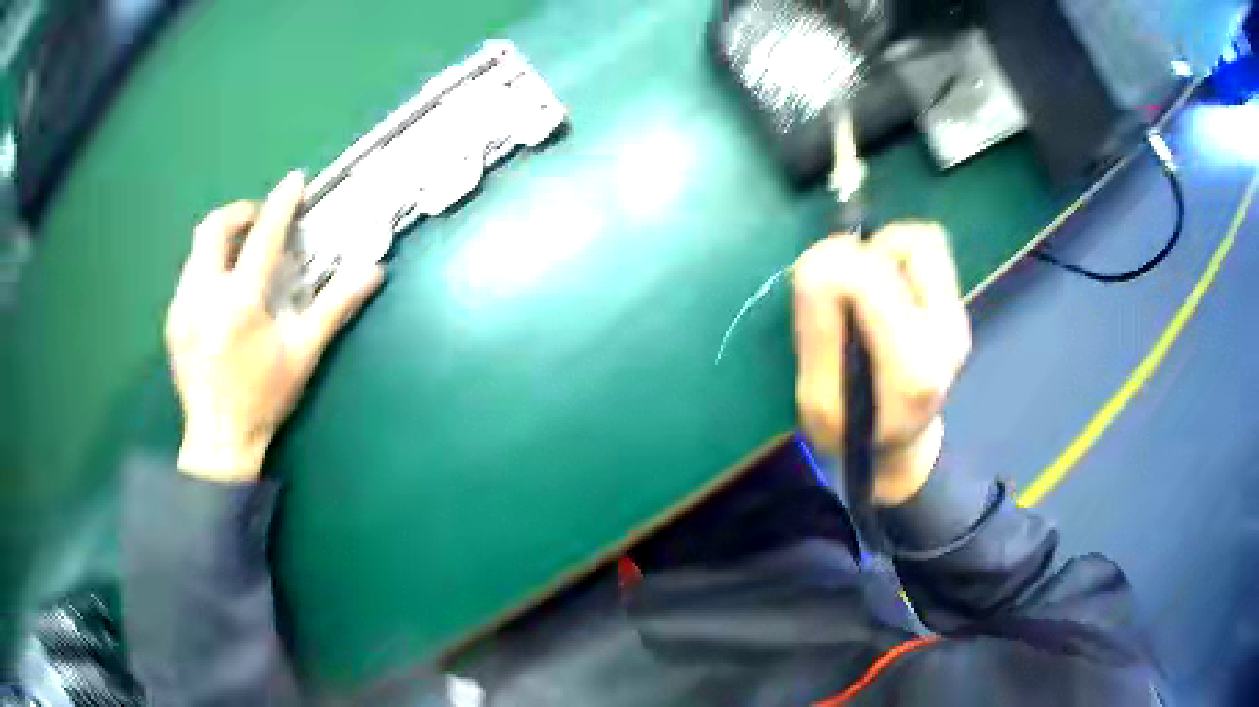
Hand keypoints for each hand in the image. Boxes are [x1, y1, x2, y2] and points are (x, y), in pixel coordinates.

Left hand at [165, 172, 384, 482]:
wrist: (219, 439)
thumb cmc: (264, 398)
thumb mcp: (303, 354)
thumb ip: (335, 307)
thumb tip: (373, 271)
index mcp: (240, 303)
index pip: (263, 237)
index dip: (281, 204)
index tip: (294, 181)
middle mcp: (205, 295)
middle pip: (214, 228)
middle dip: (240, 213)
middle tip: (260, 222)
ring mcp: (183, 307)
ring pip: (198, 249)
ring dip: (223, 240)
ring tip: (242, 257)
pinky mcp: (173, 320)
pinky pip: (189, 274)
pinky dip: (208, 266)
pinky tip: (221, 293)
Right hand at [793, 223, 970, 505]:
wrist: (902, 447)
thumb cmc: (854, 435)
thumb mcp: (818, 404)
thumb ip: (818, 334)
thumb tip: (820, 261)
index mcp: (911, 371)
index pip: (867, 280)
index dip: (827, 271)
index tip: (812, 291)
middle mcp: (945, 335)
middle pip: (901, 247)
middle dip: (854, 257)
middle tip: (838, 290)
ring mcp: (958, 316)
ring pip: (920, 240)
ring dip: (881, 249)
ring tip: (865, 285)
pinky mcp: (958, 304)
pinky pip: (929, 249)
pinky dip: (898, 252)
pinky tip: (884, 283)